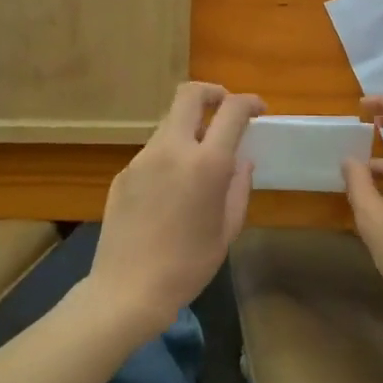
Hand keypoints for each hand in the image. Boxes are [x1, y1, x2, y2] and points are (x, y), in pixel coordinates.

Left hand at [89, 82, 264, 334]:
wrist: (127, 290)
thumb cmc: (188, 265)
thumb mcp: (227, 229)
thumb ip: (238, 187)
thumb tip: (241, 161)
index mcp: (206, 164)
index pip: (231, 111)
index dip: (249, 102)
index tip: (259, 110)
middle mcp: (172, 150)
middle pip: (189, 94)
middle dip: (212, 92)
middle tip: (225, 107)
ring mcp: (143, 159)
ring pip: (170, 123)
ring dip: (190, 128)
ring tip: (201, 159)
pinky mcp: (124, 173)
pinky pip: (153, 151)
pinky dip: (170, 154)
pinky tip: (173, 188)